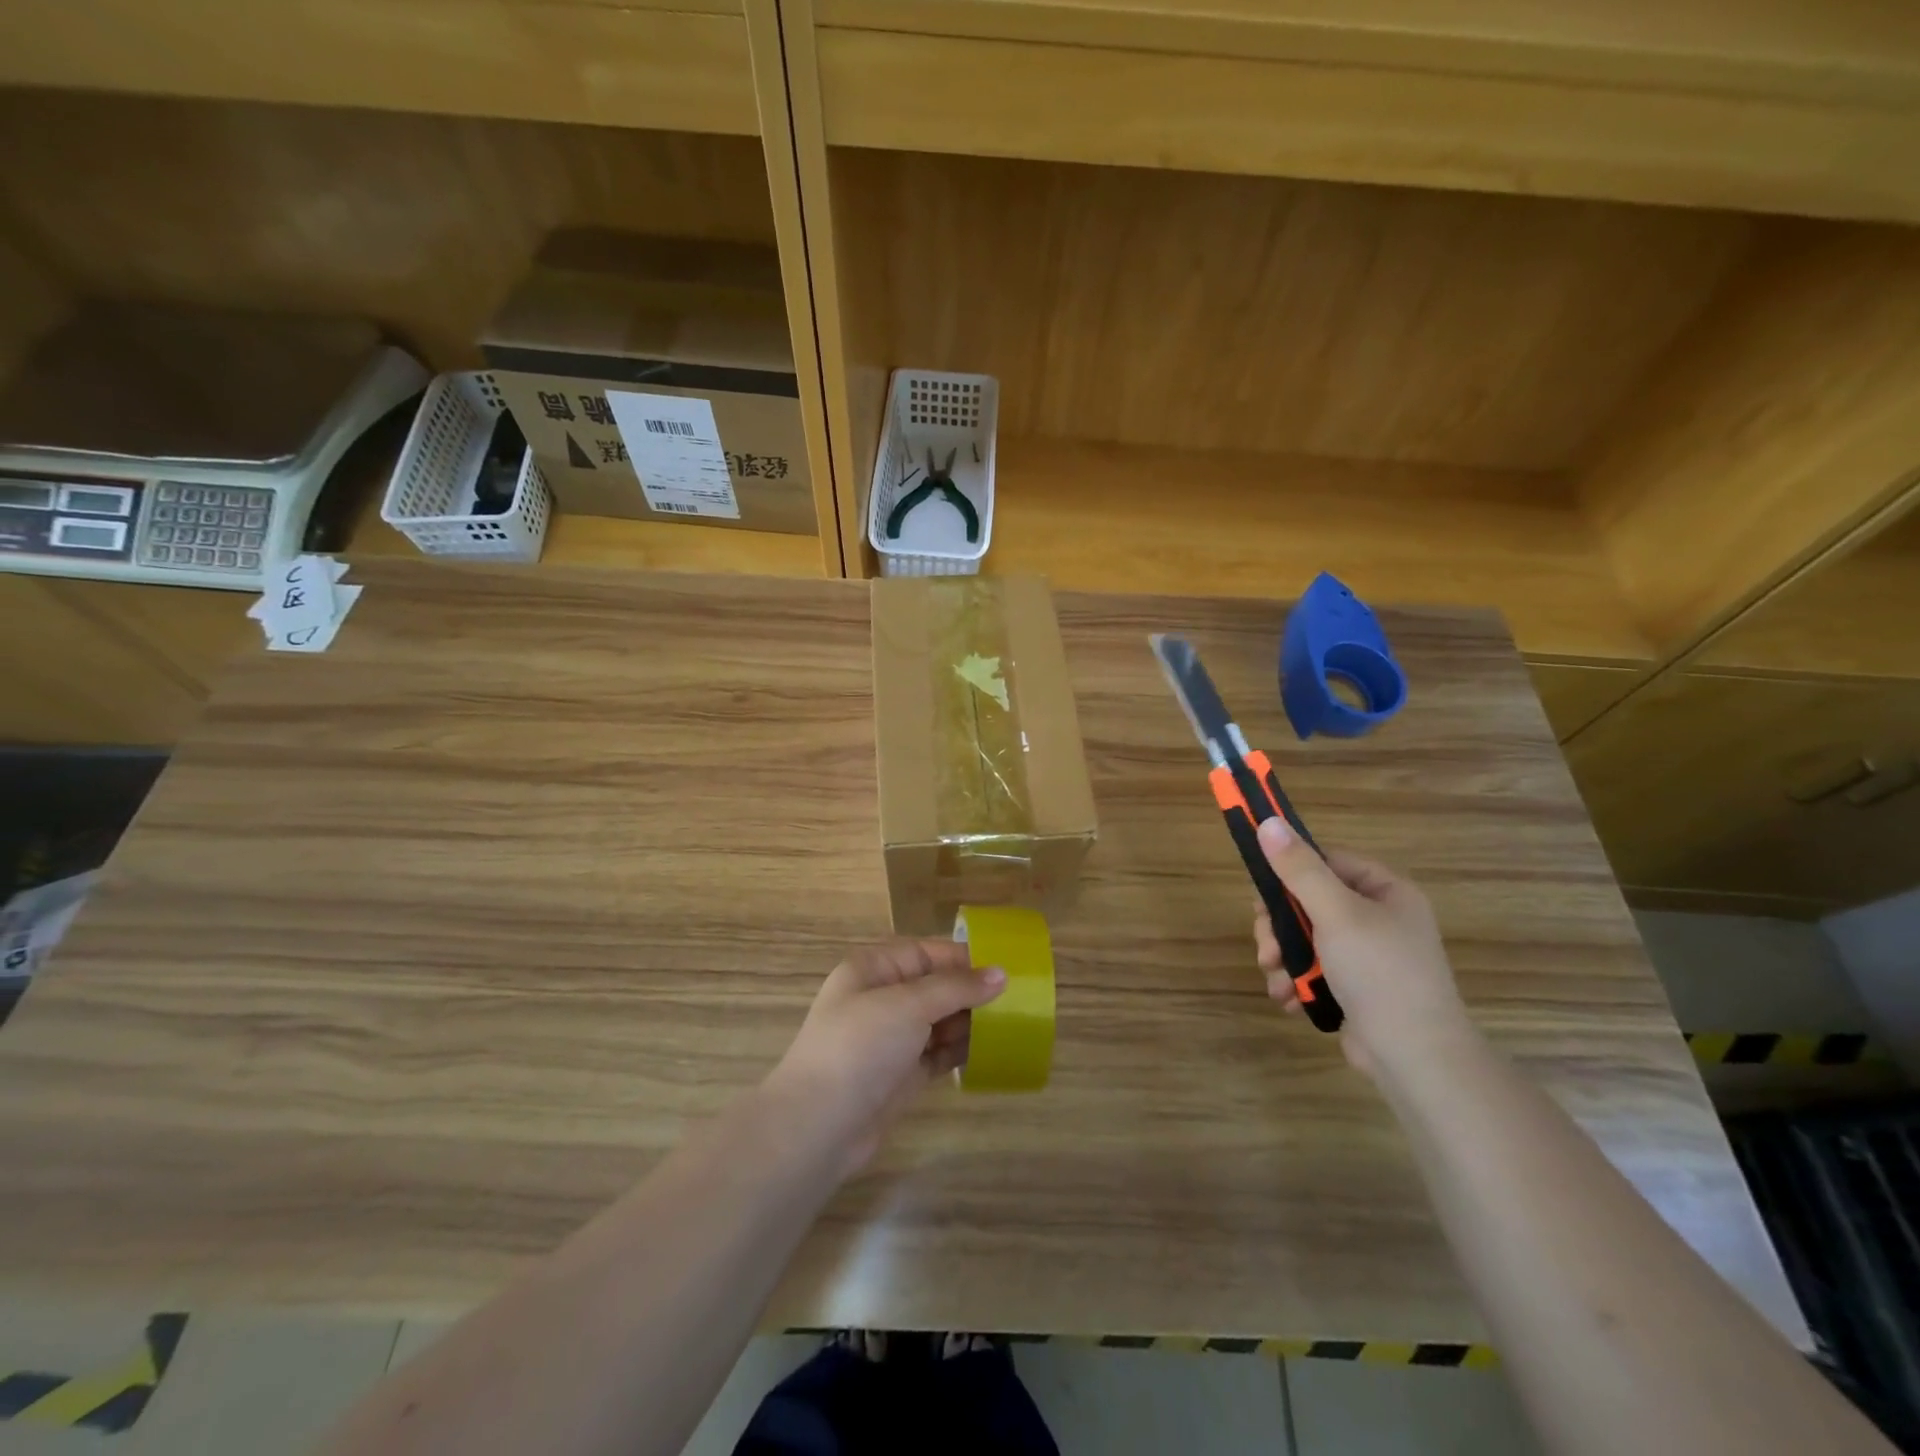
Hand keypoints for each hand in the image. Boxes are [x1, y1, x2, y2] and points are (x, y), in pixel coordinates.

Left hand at [764, 940, 1005, 1174]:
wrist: (819, 1125)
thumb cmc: (860, 1046)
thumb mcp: (908, 1004)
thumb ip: (955, 988)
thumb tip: (1000, 974)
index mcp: (873, 970)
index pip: (924, 953)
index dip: (962, 958)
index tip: (1003, 967)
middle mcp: (881, 1000)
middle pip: (934, 987)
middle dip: (971, 993)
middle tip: (1017, 1000)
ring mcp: (891, 1040)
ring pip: (939, 1022)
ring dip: (970, 1023)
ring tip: (1011, 1025)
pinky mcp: (901, 1075)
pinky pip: (938, 1054)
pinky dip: (961, 1052)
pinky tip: (990, 1052)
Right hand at [1252, 817, 1473, 1076]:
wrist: (1416, 1059)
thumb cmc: (1380, 974)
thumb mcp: (1336, 914)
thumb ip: (1299, 869)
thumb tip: (1268, 822)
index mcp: (1385, 891)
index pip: (1327, 862)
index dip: (1290, 873)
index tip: (1261, 895)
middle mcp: (1378, 918)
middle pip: (1308, 902)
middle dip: (1279, 927)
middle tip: (1266, 948)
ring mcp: (1366, 955)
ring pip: (1304, 938)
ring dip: (1282, 958)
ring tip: (1277, 980)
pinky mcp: (1355, 988)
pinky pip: (1312, 969)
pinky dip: (1295, 981)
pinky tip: (1289, 999)